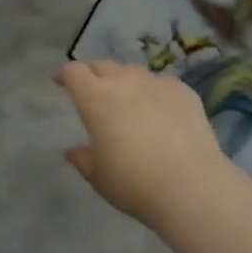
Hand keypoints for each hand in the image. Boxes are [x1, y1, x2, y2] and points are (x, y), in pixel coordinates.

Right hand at [56, 59, 228, 220]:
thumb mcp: (98, 176)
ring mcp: (157, 83)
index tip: (61, 81)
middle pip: (103, 66)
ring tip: (127, 99)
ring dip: (124, 81)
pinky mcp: (184, 92)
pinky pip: (161, 83)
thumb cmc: (133, 183)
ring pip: (133, 72)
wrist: (191, 186)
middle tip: (92, 92)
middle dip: (93, 75)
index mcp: (96, 98)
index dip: (65, 75)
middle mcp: (125, 82)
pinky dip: (153, 91)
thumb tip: (72, 150)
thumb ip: (82, 158)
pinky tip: (159, 109)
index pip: (74, 72)